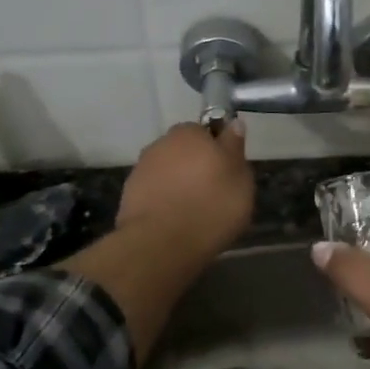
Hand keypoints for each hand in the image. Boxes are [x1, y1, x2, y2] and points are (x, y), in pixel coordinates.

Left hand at [117, 121, 254, 257]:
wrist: (160, 243)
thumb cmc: (210, 207)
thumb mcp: (240, 179)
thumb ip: (235, 148)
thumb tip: (233, 124)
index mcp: (191, 133)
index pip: (207, 131)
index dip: (218, 151)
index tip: (227, 172)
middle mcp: (162, 143)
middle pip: (185, 151)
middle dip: (196, 166)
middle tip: (212, 193)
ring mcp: (142, 167)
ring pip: (168, 170)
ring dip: (178, 183)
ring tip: (192, 211)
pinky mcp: (129, 193)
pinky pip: (155, 191)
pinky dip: (163, 199)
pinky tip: (173, 219)